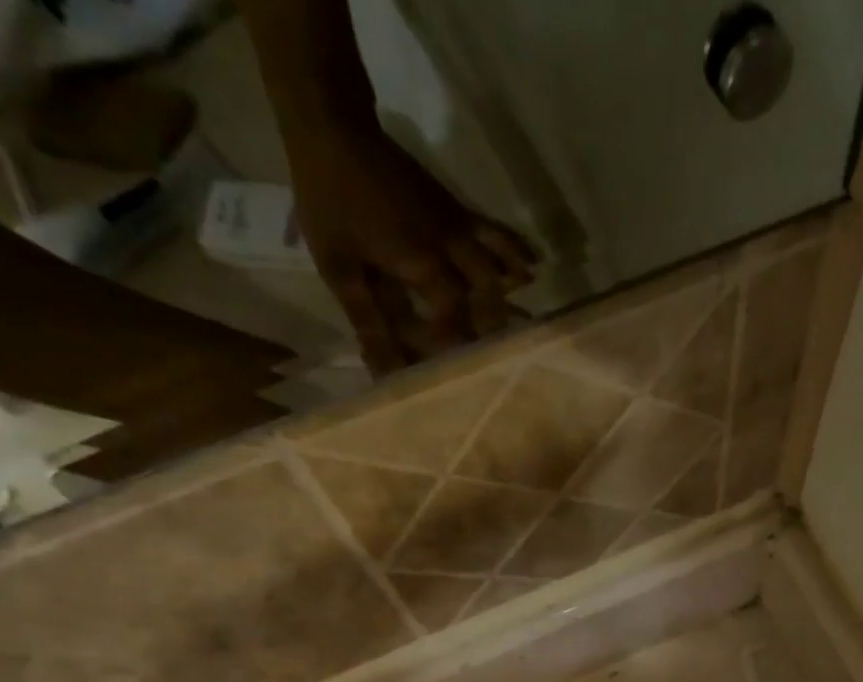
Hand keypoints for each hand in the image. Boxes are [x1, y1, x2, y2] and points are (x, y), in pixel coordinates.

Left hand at [290, 130, 537, 374]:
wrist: (333, 125)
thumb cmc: (330, 201)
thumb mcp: (340, 269)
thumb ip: (368, 323)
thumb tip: (384, 375)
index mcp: (425, 264)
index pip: (454, 317)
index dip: (452, 346)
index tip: (447, 370)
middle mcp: (452, 248)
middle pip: (488, 295)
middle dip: (493, 329)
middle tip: (496, 358)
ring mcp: (459, 226)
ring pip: (500, 265)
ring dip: (512, 296)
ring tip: (525, 325)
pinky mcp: (457, 209)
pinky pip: (496, 234)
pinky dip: (516, 253)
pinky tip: (532, 269)